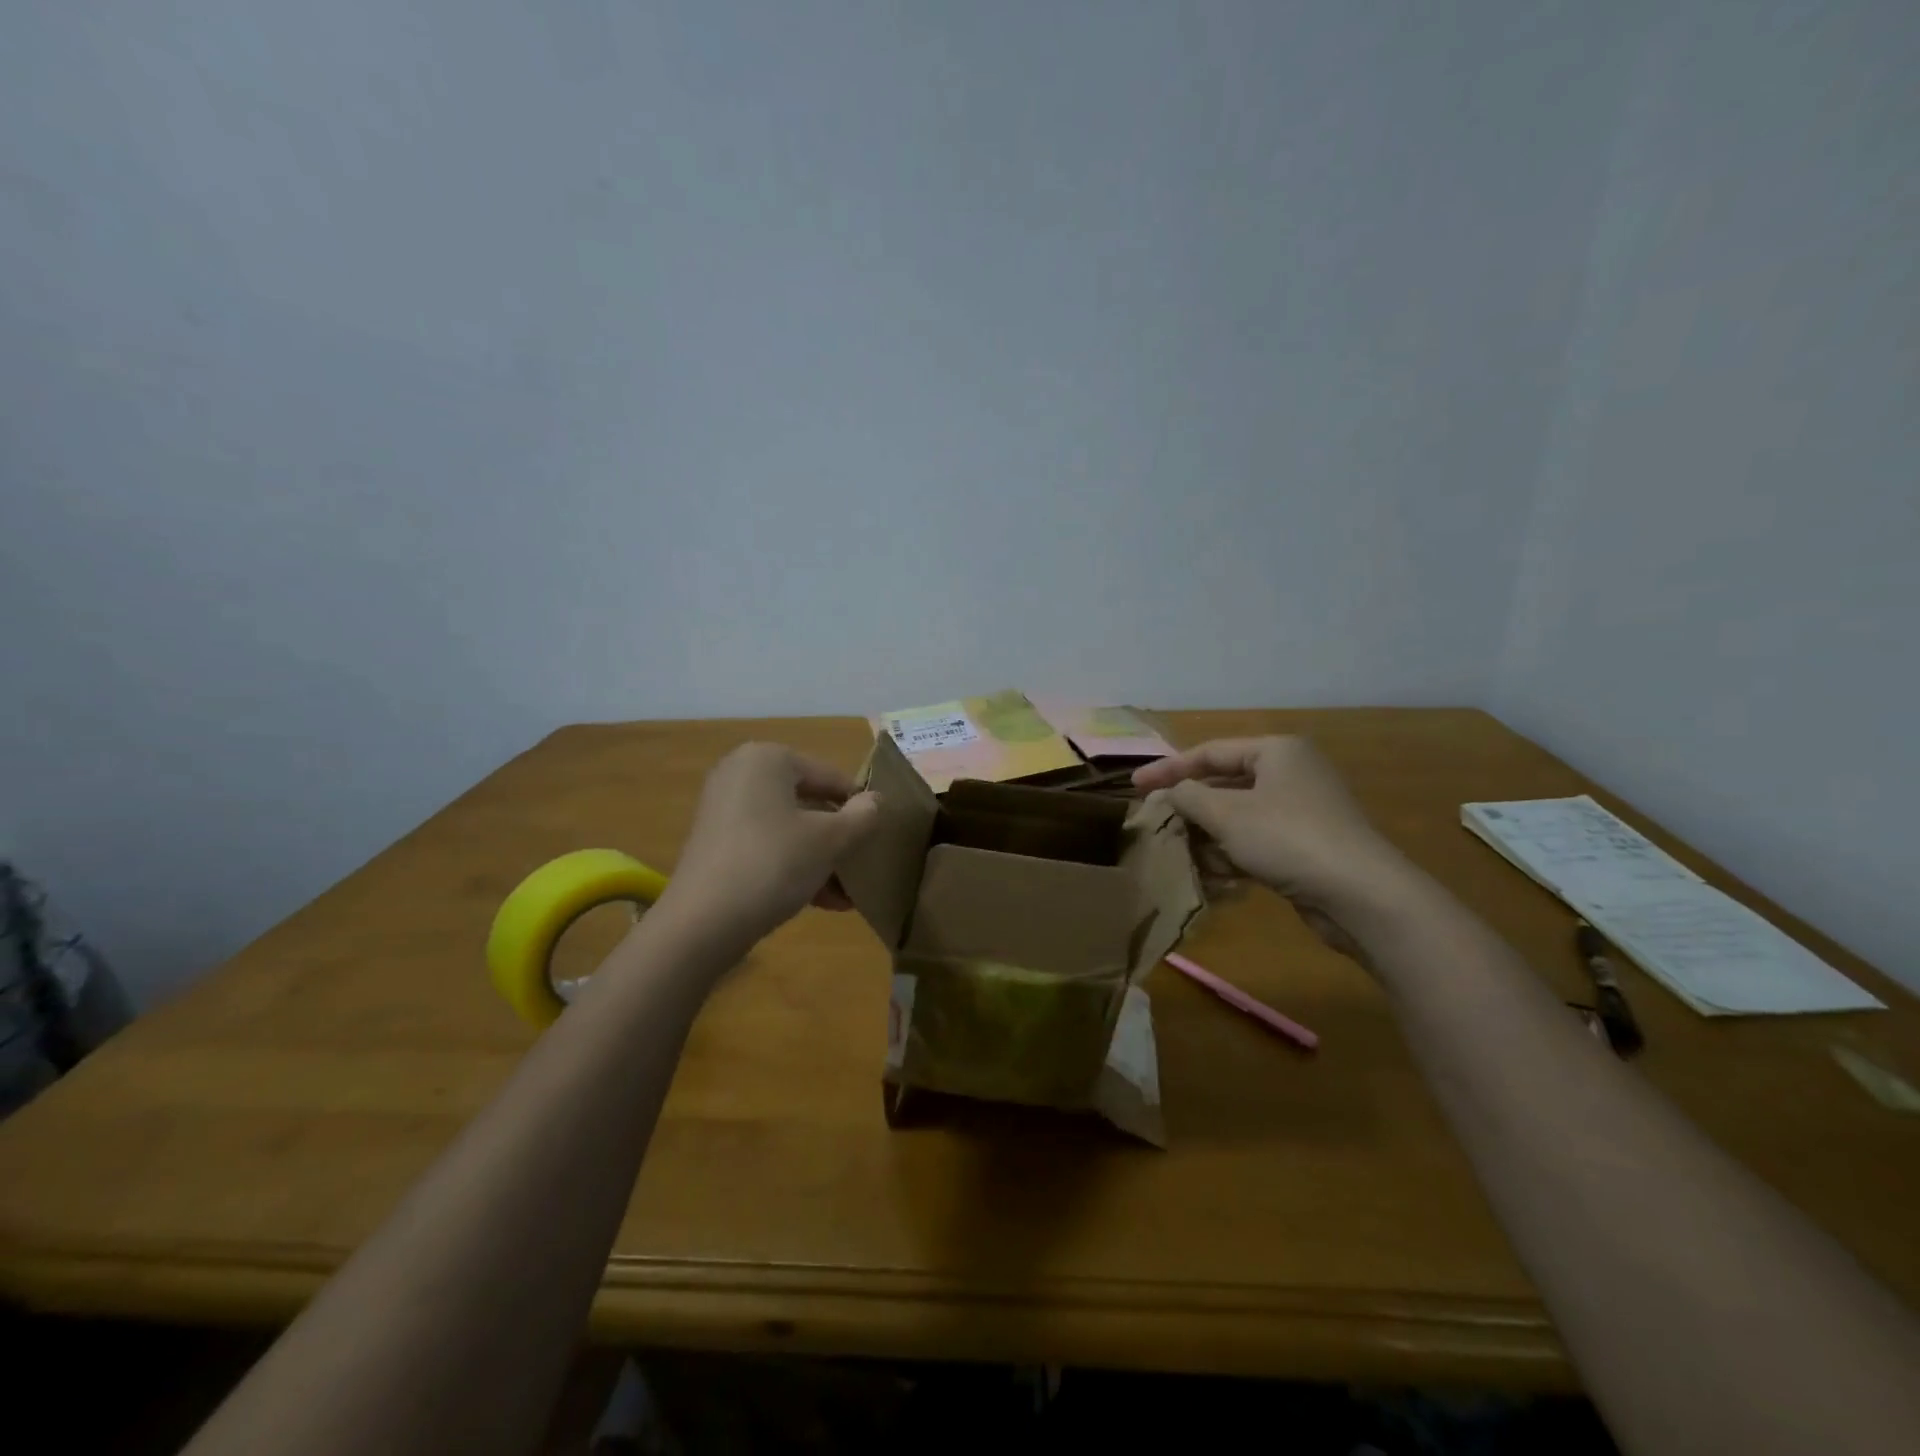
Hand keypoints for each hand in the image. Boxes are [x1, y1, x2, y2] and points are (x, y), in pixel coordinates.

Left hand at [664, 743, 881, 941]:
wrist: (703, 922)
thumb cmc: (774, 863)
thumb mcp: (831, 840)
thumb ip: (862, 816)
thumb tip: (875, 801)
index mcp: (768, 758)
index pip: (831, 777)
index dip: (860, 808)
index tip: (879, 838)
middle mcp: (741, 773)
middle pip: (809, 803)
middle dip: (838, 839)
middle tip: (861, 868)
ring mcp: (724, 808)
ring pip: (789, 829)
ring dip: (820, 859)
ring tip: (846, 896)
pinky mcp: (715, 842)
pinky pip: (766, 846)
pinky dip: (793, 867)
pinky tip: (821, 903)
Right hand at [1133, 737, 1411, 956]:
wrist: (1361, 896)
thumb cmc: (1288, 839)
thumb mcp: (1227, 814)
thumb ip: (1189, 797)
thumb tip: (1171, 793)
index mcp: (1276, 751)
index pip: (1210, 753)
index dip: (1168, 769)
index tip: (1134, 786)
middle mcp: (1290, 774)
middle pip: (1224, 785)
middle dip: (1190, 808)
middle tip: (1156, 823)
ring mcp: (1300, 812)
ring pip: (1238, 818)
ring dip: (1208, 837)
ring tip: (1179, 854)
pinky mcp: (1305, 846)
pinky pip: (1256, 842)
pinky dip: (1233, 855)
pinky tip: (1213, 876)